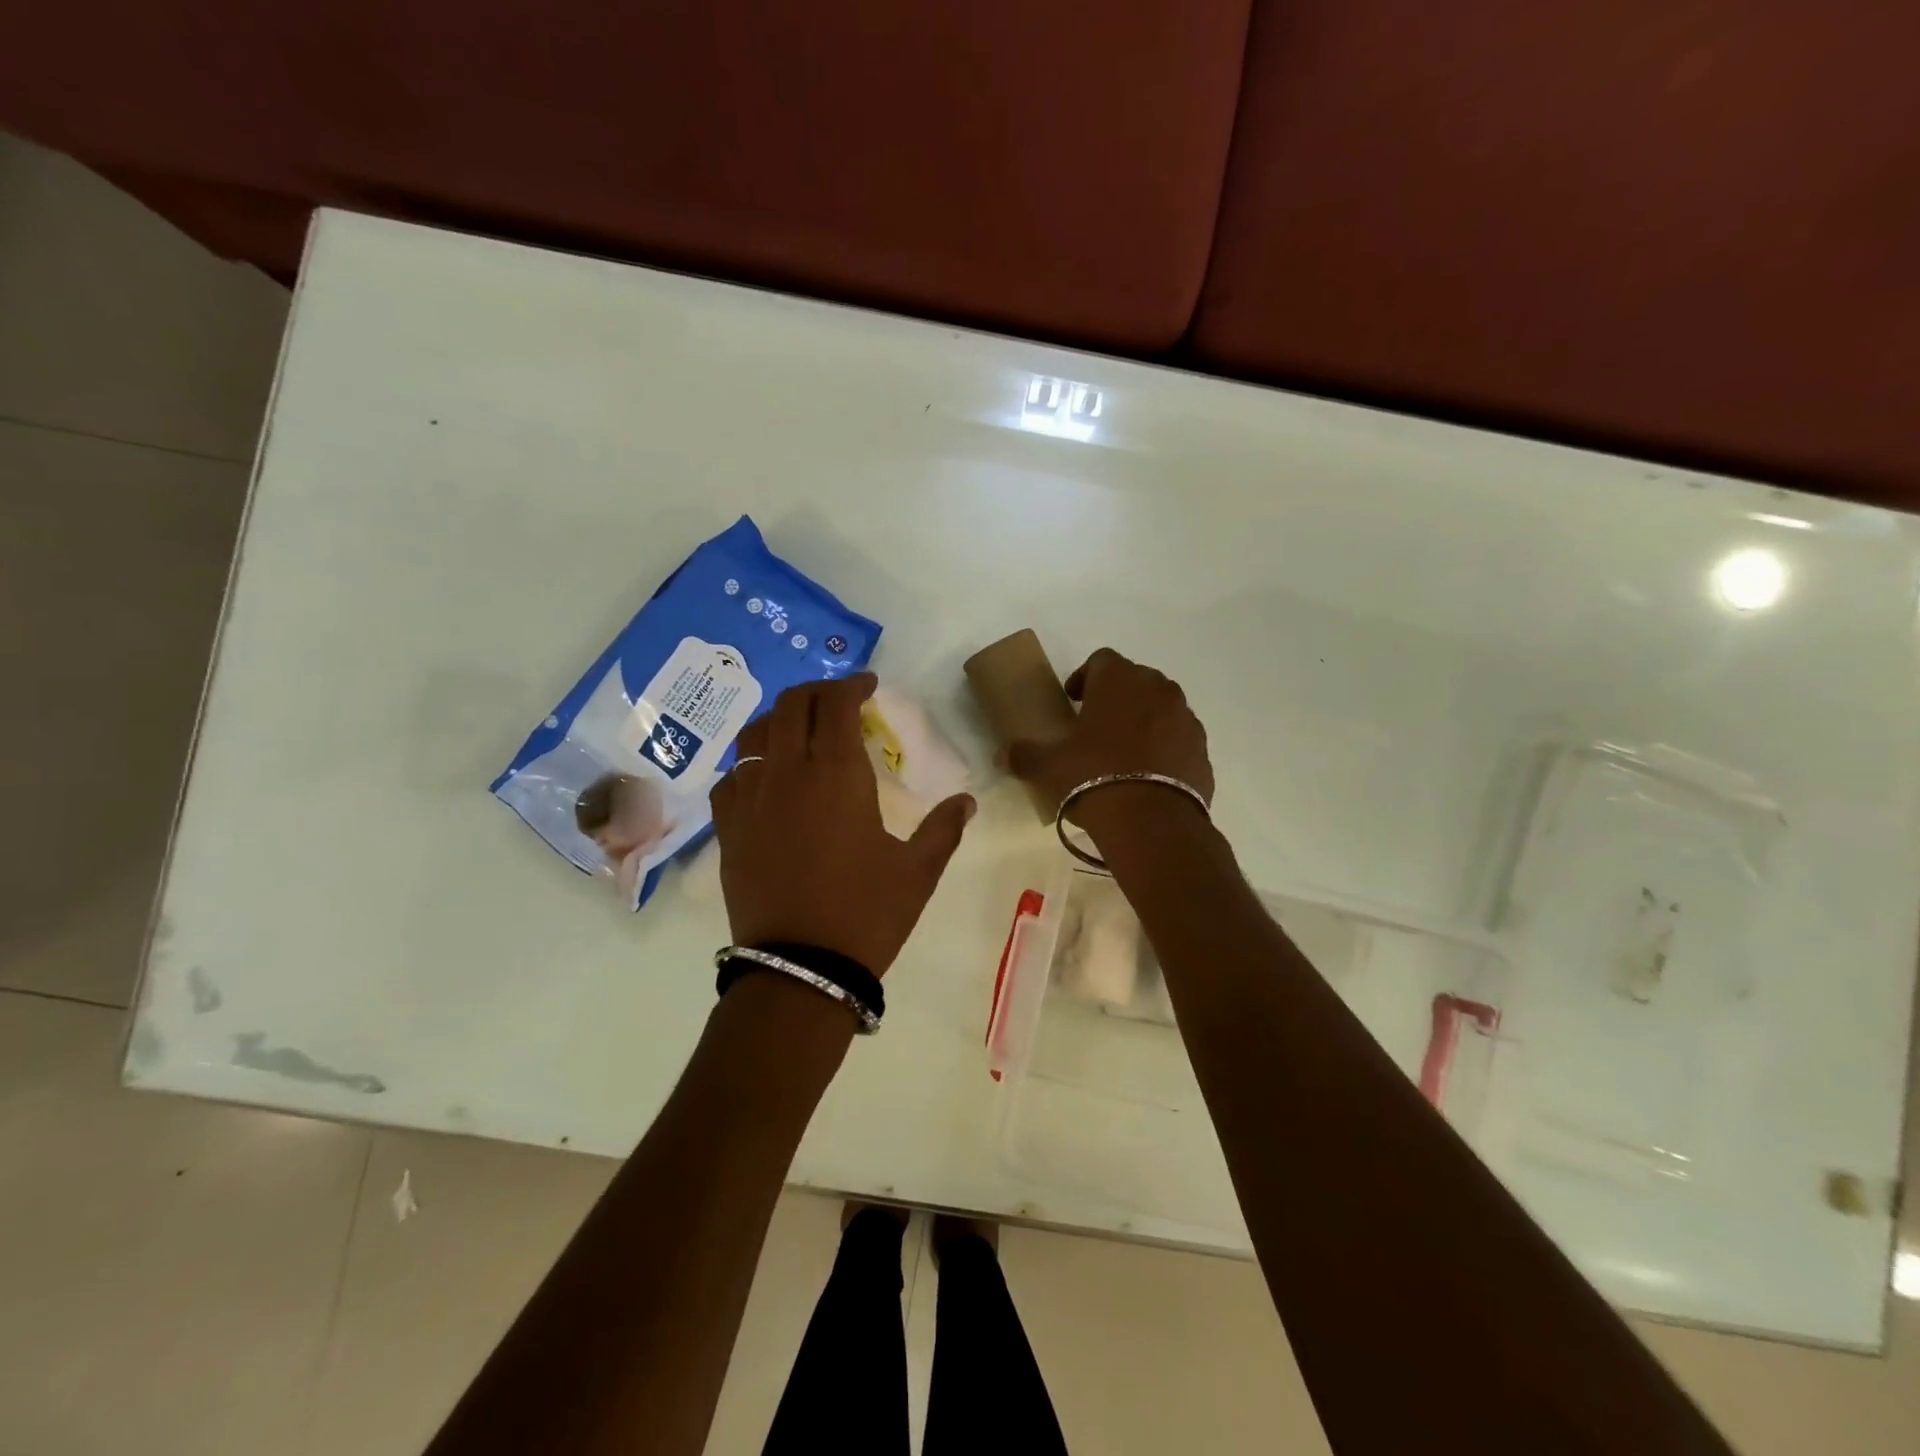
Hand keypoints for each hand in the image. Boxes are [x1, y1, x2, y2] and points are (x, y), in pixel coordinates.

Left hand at [710, 673, 975, 975]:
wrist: (801, 969)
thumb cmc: (866, 914)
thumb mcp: (918, 872)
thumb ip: (943, 829)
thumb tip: (967, 801)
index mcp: (837, 774)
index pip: (836, 704)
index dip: (852, 685)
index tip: (869, 685)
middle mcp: (788, 773)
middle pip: (791, 705)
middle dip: (817, 691)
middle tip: (839, 700)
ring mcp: (751, 799)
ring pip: (755, 733)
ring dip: (779, 717)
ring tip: (799, 727)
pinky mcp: (728, 828)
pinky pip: (731, 777)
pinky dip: (750, 762)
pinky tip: (765, 777)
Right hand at [1006, 648, 1213, 825]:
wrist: (1152, 822)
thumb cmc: (1092, 778)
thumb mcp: (1048, 767)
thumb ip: (1023, 755)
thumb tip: (1002, 755)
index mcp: (1119, 680)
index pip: (1101, 660)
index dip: (1084, 677)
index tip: (1073, 702)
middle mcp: (1158, 688)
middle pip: (1135, 680)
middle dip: (1117, 697)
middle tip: (1096, 726)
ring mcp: (1186, 718)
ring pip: (1161, 708)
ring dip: (1143, 721)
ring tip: (1123, 753)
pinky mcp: (1202, 749)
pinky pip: (1178, 739)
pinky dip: (1164, 748)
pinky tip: (1148, 775)